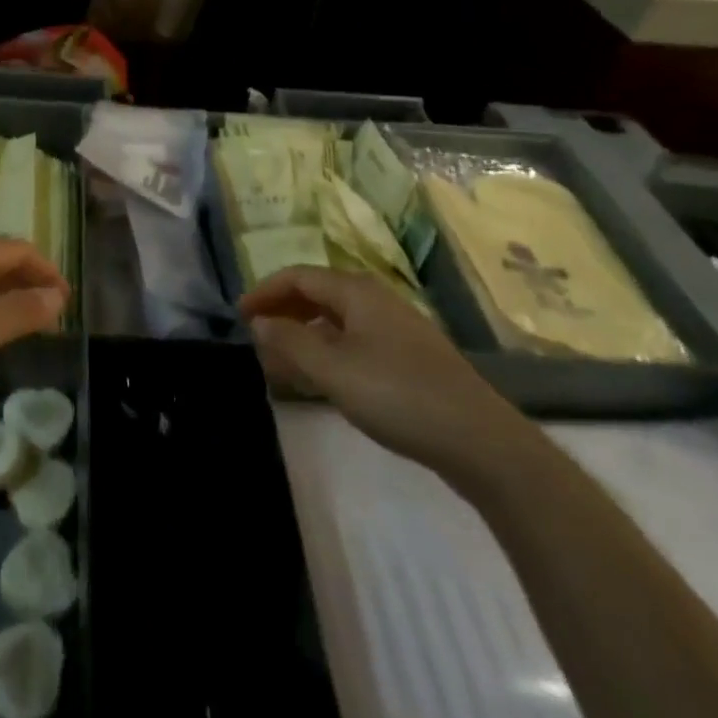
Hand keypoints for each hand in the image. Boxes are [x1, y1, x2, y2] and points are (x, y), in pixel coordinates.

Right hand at [241, 268, 525, 479]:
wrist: (479, 440)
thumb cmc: (398, 396)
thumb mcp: (333, 370)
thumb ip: (290, 343)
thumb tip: (259, 321)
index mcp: (357, 292)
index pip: (299, 277)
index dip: (265, 291)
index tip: (238, 315)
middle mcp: (375, 301)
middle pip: (317, 294)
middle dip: (282, 311)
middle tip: (254, 336)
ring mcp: (395, 330)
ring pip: (335, 321)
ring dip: (302, 334)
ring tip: (278, 361)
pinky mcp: (407, 358)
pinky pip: (353, 342)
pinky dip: (326, 352)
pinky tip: (318, 379)